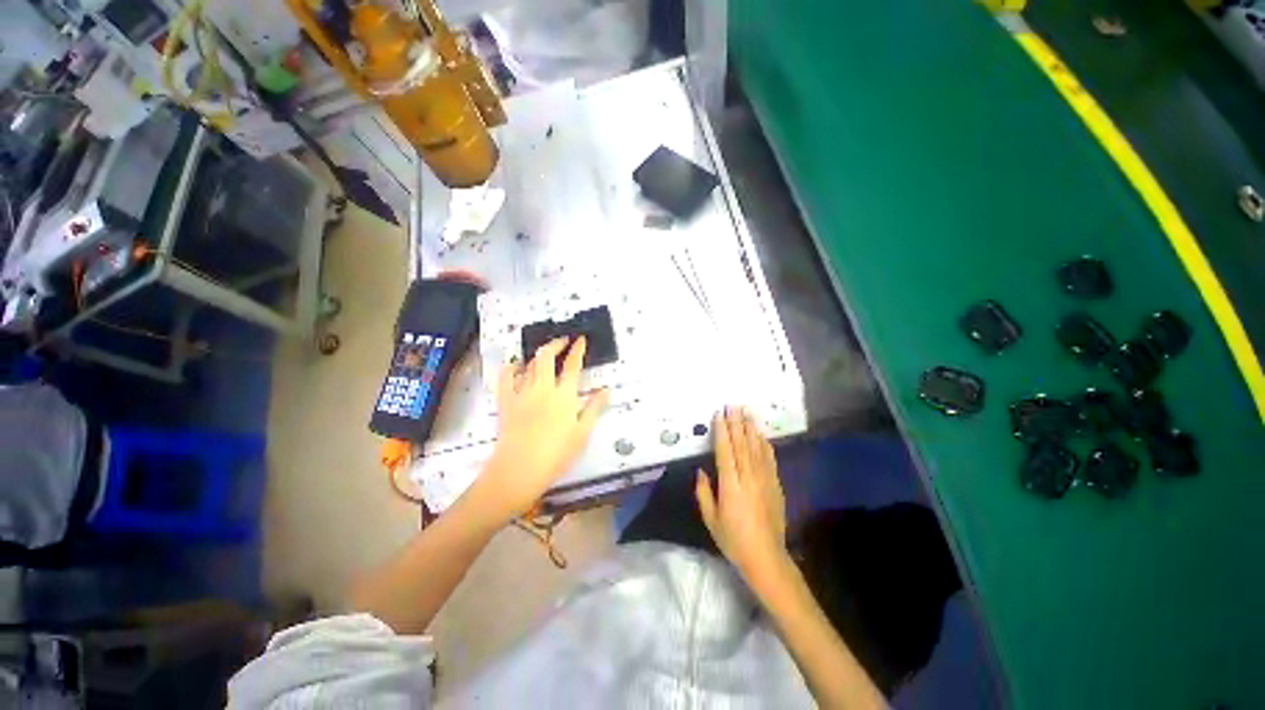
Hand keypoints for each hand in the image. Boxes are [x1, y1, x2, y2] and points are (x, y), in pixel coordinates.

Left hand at [478, 336, 608, 519]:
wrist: (519, 469)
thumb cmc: (556, 453)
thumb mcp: (582, 432)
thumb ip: (594, 408)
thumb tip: (606, 389)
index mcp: (564, 395)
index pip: (572, 365)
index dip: (578, 350)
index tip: (581, 339)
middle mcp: (543, 388)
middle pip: (547, 357)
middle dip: (556, 343)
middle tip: (563, 340)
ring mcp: (522, 393)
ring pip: (529, 365)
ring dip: (538, 355)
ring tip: (545, 353)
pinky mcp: (506, 402)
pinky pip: (505, 378)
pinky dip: (510, 368)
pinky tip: (515, 366)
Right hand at [695, 408, 789, 591]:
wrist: (766, 557)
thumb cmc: (733, 540)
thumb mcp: (711, 519)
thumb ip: (704, 493)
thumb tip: (701, 471)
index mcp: (730, 486)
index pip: (725, 452)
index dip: (721, 432)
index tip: (719, 415)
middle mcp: (748, 478)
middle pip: (741, 445)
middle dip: (736, 423)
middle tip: (732, 405)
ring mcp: (764, 480)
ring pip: (756, 448)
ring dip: (750, 428)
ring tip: (746, 412)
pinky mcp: (775, 485)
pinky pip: (769, 460)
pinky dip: (764, 445)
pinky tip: (761, 434)